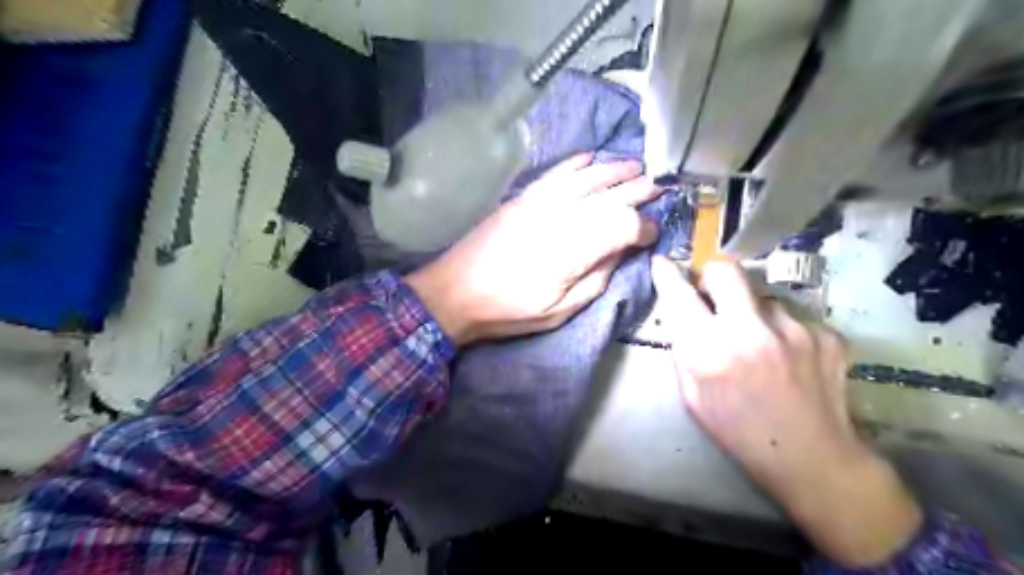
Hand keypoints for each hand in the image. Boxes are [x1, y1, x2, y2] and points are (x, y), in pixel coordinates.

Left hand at [408, 153, 665, 348]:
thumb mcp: (560, 310)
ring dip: (613, 170)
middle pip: (608, 196)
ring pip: (585, 178)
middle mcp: (559, 217)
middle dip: (637, 190)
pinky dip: (575, 163)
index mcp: (572, 250)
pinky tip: (590, 158)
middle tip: (658, 186)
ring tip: (635, 165)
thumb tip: (622, 252)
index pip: (622, 226)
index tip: (651, 234)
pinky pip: (555, 173)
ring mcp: (538, 202)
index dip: (642, 227)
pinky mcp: (522, 198)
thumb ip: (596, 278)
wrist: (454, 292)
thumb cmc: (508, 310)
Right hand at [651, 259, 924, 568]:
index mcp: (710, 351)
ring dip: (752, 311)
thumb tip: (680, 315)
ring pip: (762, 296)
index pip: (680, 295)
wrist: (812, 458)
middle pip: (726, 270)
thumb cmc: (738, 431)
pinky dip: (783, 331)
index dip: (667, 274)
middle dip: (712, 276)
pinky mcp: (827, 334)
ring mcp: (795, 329)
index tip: (662, 263)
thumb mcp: (692, 396)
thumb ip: (684, 350)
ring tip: (760, 344)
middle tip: (713, 295)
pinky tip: (788, 358)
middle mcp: (751, 331)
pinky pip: (792, 317)